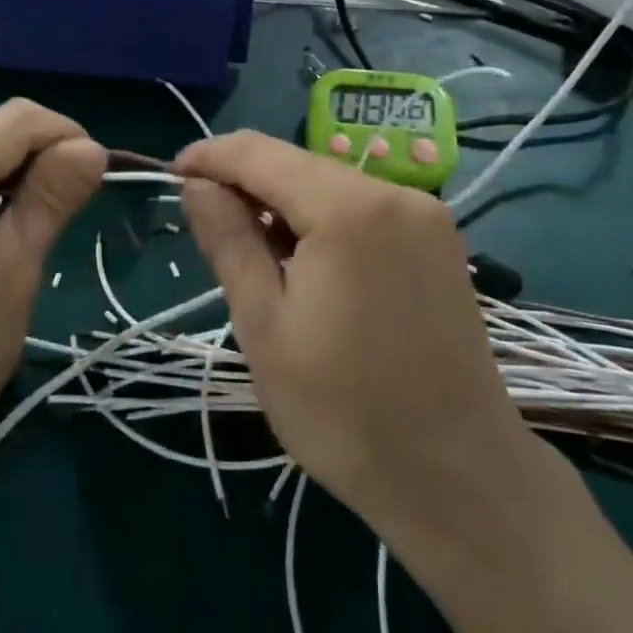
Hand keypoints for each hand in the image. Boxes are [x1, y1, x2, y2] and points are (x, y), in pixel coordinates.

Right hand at [177, 133, 533, 541]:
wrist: (460, 480)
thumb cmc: (345, 411)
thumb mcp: (264, 326)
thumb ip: (228, 240)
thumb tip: (196, 184)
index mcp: (349, 209)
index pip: (260, 153)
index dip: (210, 157)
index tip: (172, 177)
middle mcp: (394, 192)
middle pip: (297, 163)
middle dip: (245, 183)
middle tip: (209, 228)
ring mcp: (424, 213)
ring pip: (329, 182)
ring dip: (283, 203)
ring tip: (255, 256)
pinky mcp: (438, 238)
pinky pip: (362, 205)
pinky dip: (322, 218)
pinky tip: (306, 263)